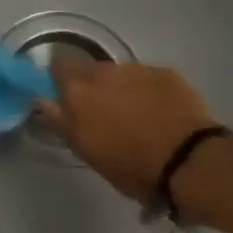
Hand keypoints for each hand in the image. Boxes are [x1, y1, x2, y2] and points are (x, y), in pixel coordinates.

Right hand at [35, 56, 218, 205]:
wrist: (189, 162)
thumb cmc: (130, 165)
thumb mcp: (86, 150)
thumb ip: (60, 121)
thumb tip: (43, 101)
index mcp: (78, 91)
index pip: (57, 67)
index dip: (60, 80)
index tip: (65, 98)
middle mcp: (105, 72)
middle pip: (90, 70)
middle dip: (93, 86)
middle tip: (102, 113)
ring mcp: (138, 70)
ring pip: (120, 74)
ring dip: (121, 89)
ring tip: (135, 114)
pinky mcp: (167, 73)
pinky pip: (148, 78)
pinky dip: (149, 91)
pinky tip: (160, 112)